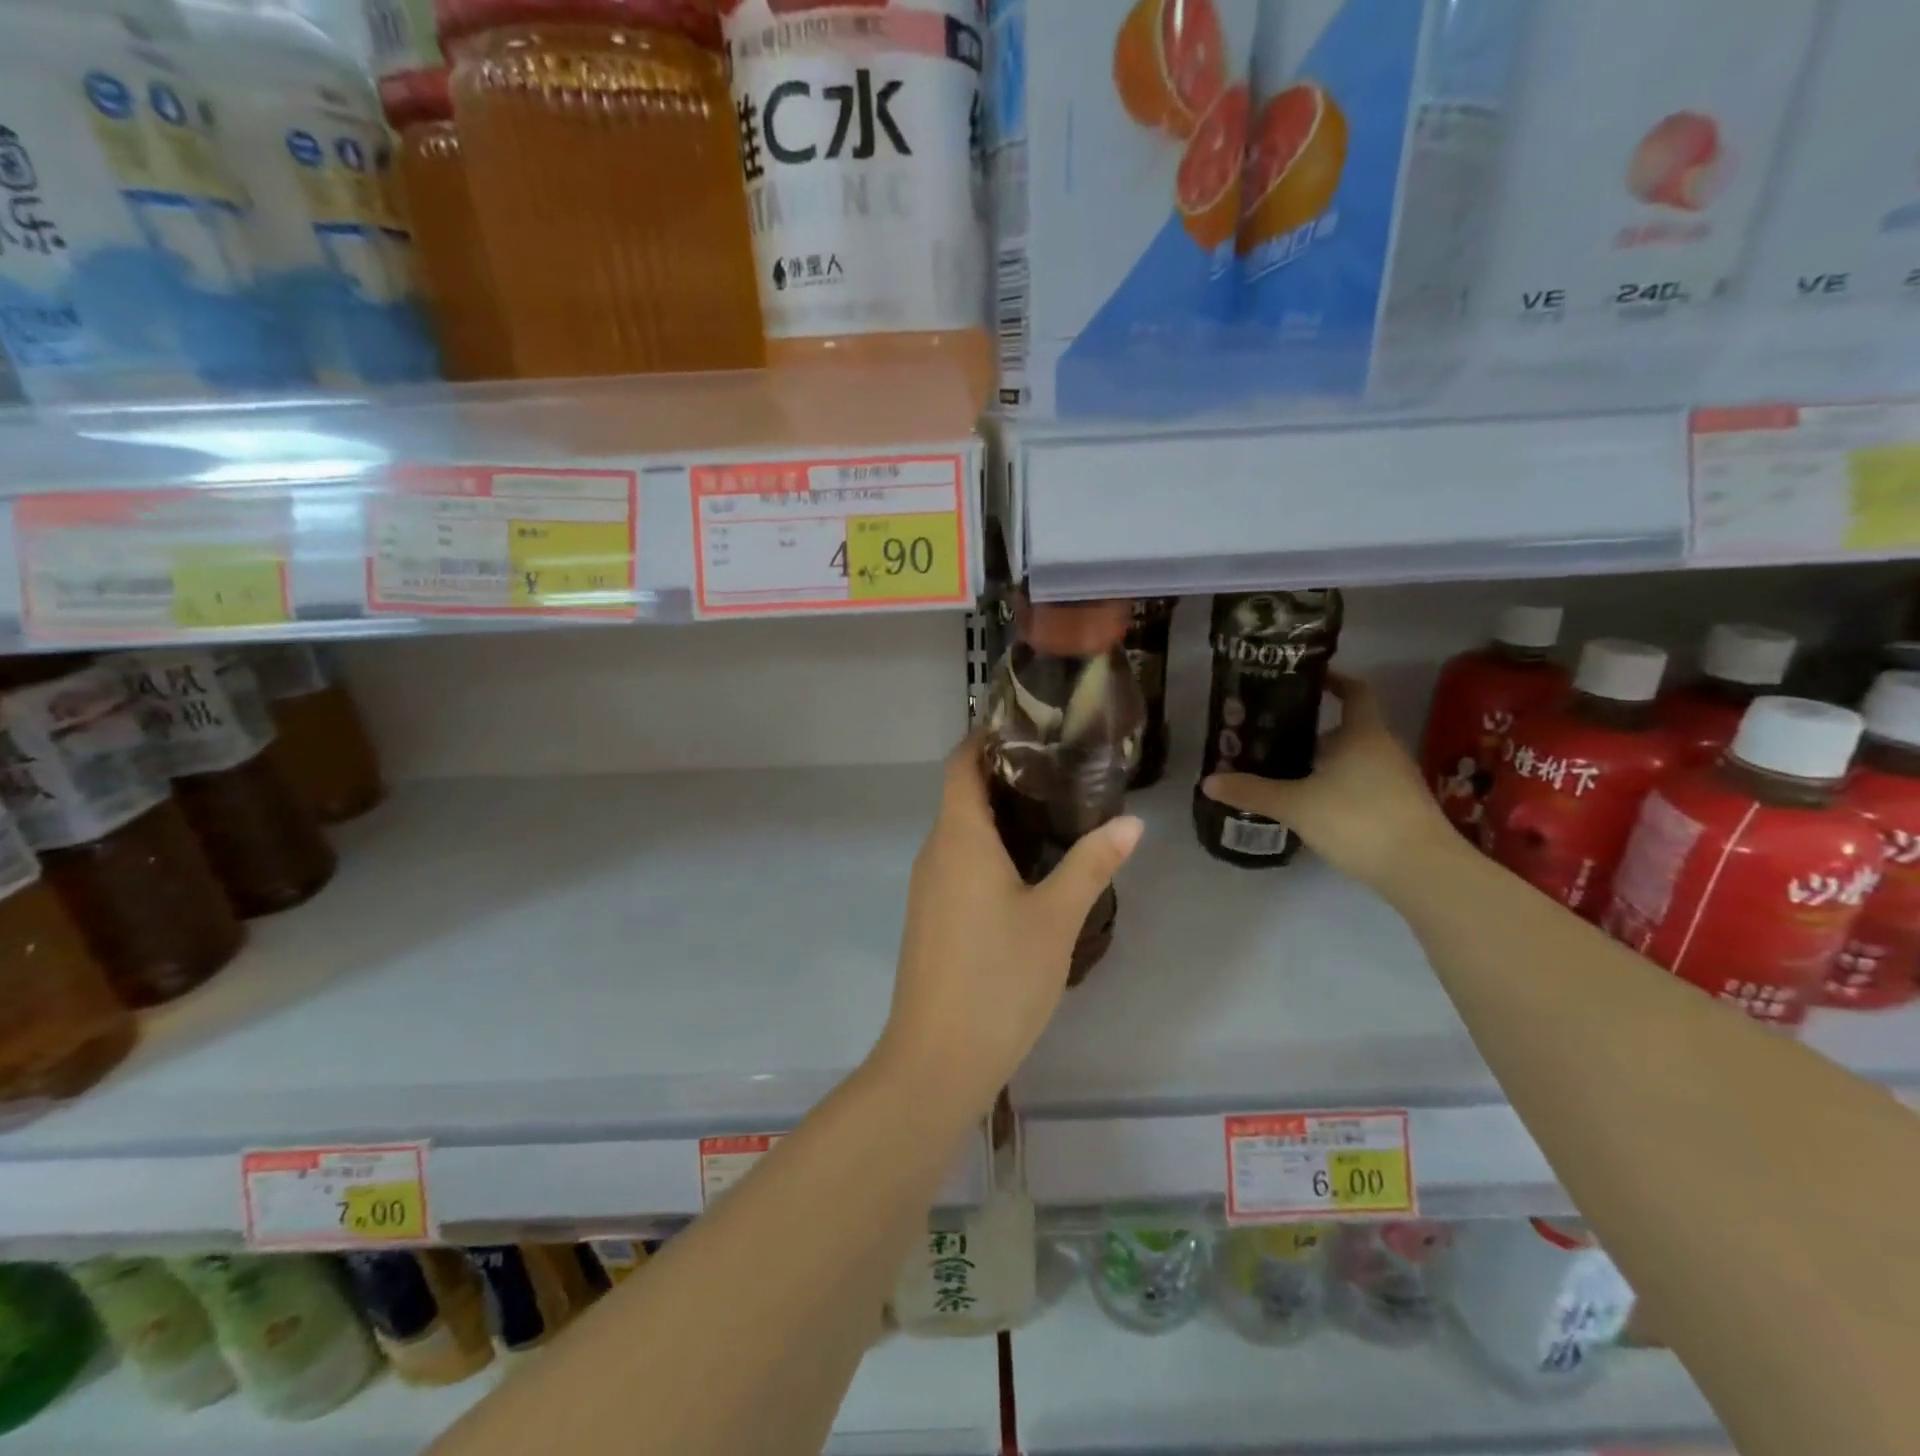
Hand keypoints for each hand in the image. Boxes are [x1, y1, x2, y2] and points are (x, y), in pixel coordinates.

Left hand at [874, 733, 1143, 1115]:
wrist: (938, 1058)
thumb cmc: (999, 977)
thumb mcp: (1056, 918)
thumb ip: (1091, 864)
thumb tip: (1132, 822)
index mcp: (959, 837)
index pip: (961, 764)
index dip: (985, 738)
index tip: (1028, 728)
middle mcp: (935, 852)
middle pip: (962, 794)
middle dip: (1005, 776)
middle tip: (1062, 770)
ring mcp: (928, 887)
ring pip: (961, 832)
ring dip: (999, 817)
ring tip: (1056, 812)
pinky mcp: (931, 916)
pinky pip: (959, 864)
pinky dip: (990, 851)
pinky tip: (1029, 870)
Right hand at [1200, 672, 1450, 892]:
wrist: (1422, 870)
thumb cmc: (1358, 820)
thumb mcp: (1295, 805)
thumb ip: (1252, 792)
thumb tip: (1208, 781)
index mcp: (1363, 734)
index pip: (1355, 692)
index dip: (1333, 681)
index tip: (1306, 680)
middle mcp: (1384, 749)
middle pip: (1348, 728)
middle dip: (1312, 731)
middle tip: (1274, 736)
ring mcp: (1397, 780)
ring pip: (1355, 759)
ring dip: (1324, 761)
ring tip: (1286, 771)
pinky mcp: (1400, 808)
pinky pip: (1363, 784)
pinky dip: (1338, 786)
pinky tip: (1313, 806)